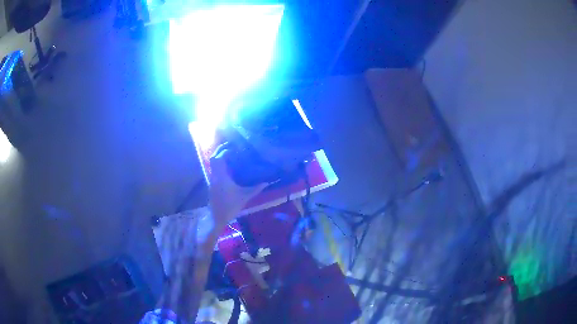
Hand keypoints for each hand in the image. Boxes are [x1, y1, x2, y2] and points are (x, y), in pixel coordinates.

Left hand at [208, 147, 266, 225]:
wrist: (217, 217)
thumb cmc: (230, 206)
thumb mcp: (245, 197)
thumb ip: (255, 188)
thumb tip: (267, 182)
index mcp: (222, 176)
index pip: (220, 158)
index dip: (226, 150)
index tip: (234, 146)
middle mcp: (215, 175)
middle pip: (214, 158)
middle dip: (221, 150)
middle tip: (231, 146)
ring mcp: (212, 180)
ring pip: (213, 164)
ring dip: (219, 157)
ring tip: (230, 155)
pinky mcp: (212, 185)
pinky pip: (214, 170)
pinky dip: (219, 165)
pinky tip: (228, 168)